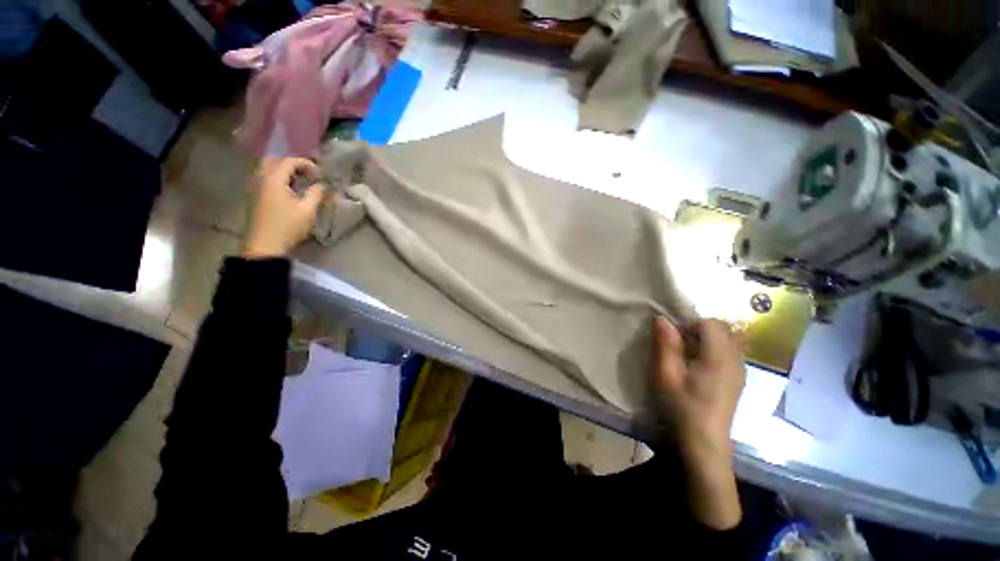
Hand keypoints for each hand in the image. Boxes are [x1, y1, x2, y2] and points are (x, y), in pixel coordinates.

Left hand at [243, 158, 325, 258]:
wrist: (265, 245)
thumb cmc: (288, 227)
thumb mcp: (308, 210)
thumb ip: (316, 193)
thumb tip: (323, 185)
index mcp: (274, 179)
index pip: (290, 161)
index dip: (307, 164)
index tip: (320, 174)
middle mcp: (261, 178)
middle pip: (275, 161)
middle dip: (294, 164)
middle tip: (308, 174)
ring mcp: (255, 186)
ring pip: (268, 168)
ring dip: (285, 171)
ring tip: (300, 181)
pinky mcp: (254, 195)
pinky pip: (265, 178)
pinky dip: (278, 178)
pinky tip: (289, 189)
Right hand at [654, 317, 745, 460]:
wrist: (704, 442)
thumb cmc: (681, 407)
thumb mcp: (665, 375)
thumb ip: (665, 345)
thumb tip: (662, 318)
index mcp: (718, 357)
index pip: (710, 323)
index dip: (689, 323)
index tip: (674, 337)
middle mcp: (735, 360)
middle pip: (724, 328)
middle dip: (701, 327)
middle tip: (681, 343)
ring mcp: (741, 370)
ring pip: (731, 339)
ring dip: (711, 337)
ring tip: (691, 352)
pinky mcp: (739, 379)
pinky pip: (733, 351)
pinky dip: (718, 348)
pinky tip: (702, 365)